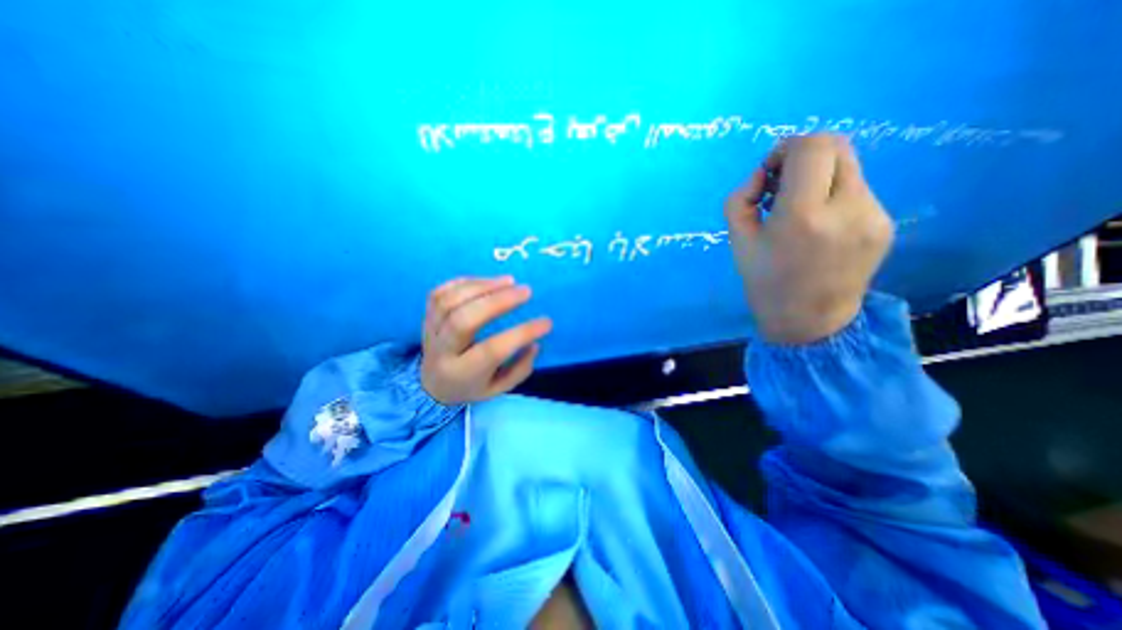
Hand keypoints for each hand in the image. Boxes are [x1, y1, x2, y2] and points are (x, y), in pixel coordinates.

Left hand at [421, 276, 550, 403]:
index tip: (547, 322)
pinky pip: (440, 292)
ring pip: (450, 301)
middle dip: (498, 301)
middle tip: (526, 291)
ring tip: (509, 281)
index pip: (492, 351)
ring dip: (482, 286)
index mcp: (462, 373)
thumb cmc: (470, 386)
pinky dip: (465, 282)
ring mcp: (430, 330)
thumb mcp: (498, 390)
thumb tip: (534, 343)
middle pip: (464, 320)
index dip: (521, 334)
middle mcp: (442, 351)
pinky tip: (487, 281)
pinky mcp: (426, 315)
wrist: (431, 385)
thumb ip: (518, 370)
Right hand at [727, 131, 895, 344]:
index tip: (770, 171)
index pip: (811, 148)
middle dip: (804, 155)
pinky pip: (857, 190)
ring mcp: (874, 216)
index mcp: (803, 216)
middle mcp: (848, 208)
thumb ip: (742, 198)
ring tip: (798, 208)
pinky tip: (817, 224)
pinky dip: (832, 194)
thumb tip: (764, 175)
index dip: (787, 148)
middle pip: (837, 146)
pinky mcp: (885, 224)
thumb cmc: (764, 282)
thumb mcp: (737, 241)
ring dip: (818, 175)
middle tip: (782, 183)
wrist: (808, 320)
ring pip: (848, 167)